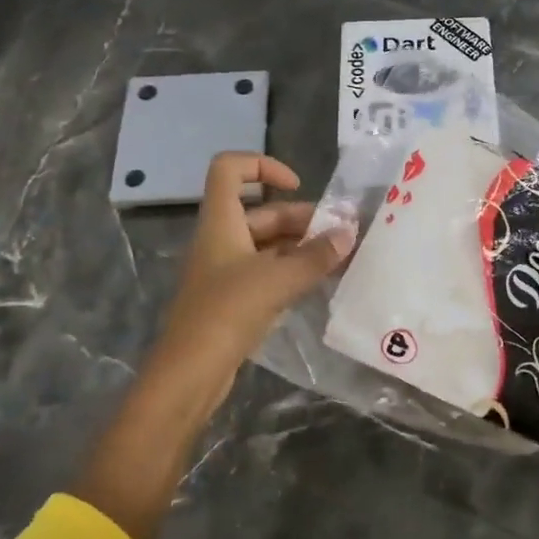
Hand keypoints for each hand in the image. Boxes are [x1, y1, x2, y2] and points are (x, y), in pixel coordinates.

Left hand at [143, 153, 353, 409]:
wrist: (189, 373)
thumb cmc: (226, 313)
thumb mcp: (276, 280)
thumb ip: (315, 256)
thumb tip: (349, 232)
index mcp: (220, 222)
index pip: (229, 169)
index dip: (262, 165)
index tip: (296, 186)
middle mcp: (221, 239)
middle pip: (260, 211)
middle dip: (301, 218)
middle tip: (341, 234)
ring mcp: (226, 270)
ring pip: (267, 244)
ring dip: (301, 246)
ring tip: (340, 257)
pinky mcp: (233, 299)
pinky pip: (266, 272)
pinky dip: (292, 271)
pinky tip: (320, 282)